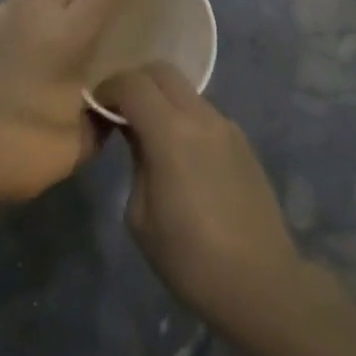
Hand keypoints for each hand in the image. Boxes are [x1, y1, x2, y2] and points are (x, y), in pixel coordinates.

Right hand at [98, 63, 303, 339]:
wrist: (261, 283)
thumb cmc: (190, 259)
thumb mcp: (141, 216)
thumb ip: (135, 161)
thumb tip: (133, 133)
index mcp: (172, 134)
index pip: (133, 83)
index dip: (107, 88)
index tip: (95, 110)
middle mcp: (202, 118)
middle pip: (162, 72)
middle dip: (134, 83)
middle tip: (118, 113)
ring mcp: (227, 127)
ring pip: (186, 91)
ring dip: (161, 100)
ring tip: (147, 136)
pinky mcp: (243, 142)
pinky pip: (204, 113)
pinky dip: (183, 117)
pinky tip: (178, 154)